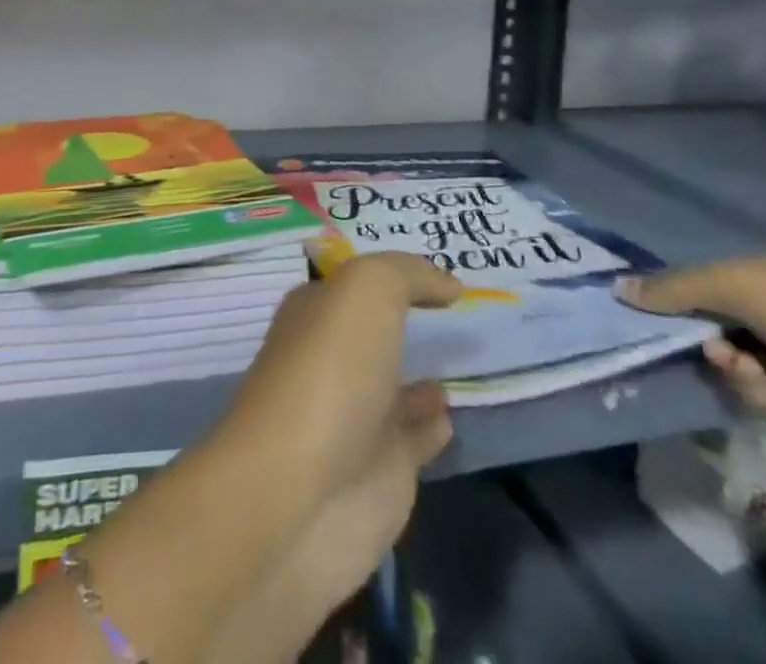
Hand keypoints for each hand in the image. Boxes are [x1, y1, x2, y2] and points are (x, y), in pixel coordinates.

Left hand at [205, 254, 460, 660]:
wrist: (299, 496)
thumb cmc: (328, 373)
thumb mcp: (366, 291)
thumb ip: (407, 275)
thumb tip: (448, 284)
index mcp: (315, 313)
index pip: (352, 284)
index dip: (389, 274)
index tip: (432, 269)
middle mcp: (331, 361)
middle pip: (372, 334)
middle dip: (403, 321)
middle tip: (457, 310)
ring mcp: (355, 419)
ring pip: (395, 387)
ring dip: (423, 377)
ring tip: (466, 358)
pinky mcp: (380, 475)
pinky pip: (416, 440)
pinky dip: (433, 426)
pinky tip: (453, 414)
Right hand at [617, 232, 765, 450]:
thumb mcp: (733, 284)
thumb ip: (674, 288)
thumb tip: (619, 288)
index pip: (735, 264)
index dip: (704, 284)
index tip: (679, 305)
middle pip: (740, 310)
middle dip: (714, 327)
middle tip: (700, 340)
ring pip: (754, 349)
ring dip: (732, 356)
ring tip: (725, 363)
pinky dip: (756, 384)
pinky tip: (748, 384)